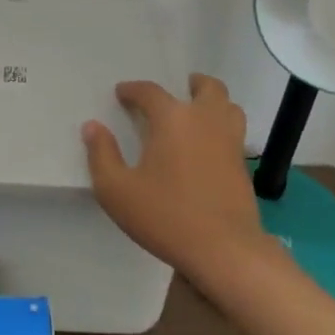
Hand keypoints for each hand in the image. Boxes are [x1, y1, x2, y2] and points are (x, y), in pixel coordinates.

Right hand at [82, 74, 273, 279]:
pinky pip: (235, 132)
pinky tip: (210, 146)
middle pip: (207, 87)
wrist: (224, 250)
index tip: (121, 93)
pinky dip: (223, 128)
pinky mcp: (242, 165)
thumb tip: (92, 126)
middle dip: (191, 84)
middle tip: (178, 91)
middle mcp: (204, 119)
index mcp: (172, 118)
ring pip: (229, 106)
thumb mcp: (117, 190)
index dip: (133, 89)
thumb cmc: (166, 215)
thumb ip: (101, 155)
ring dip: (214, 103)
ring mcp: (229, 141)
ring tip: (198, 113)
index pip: (150, 91)